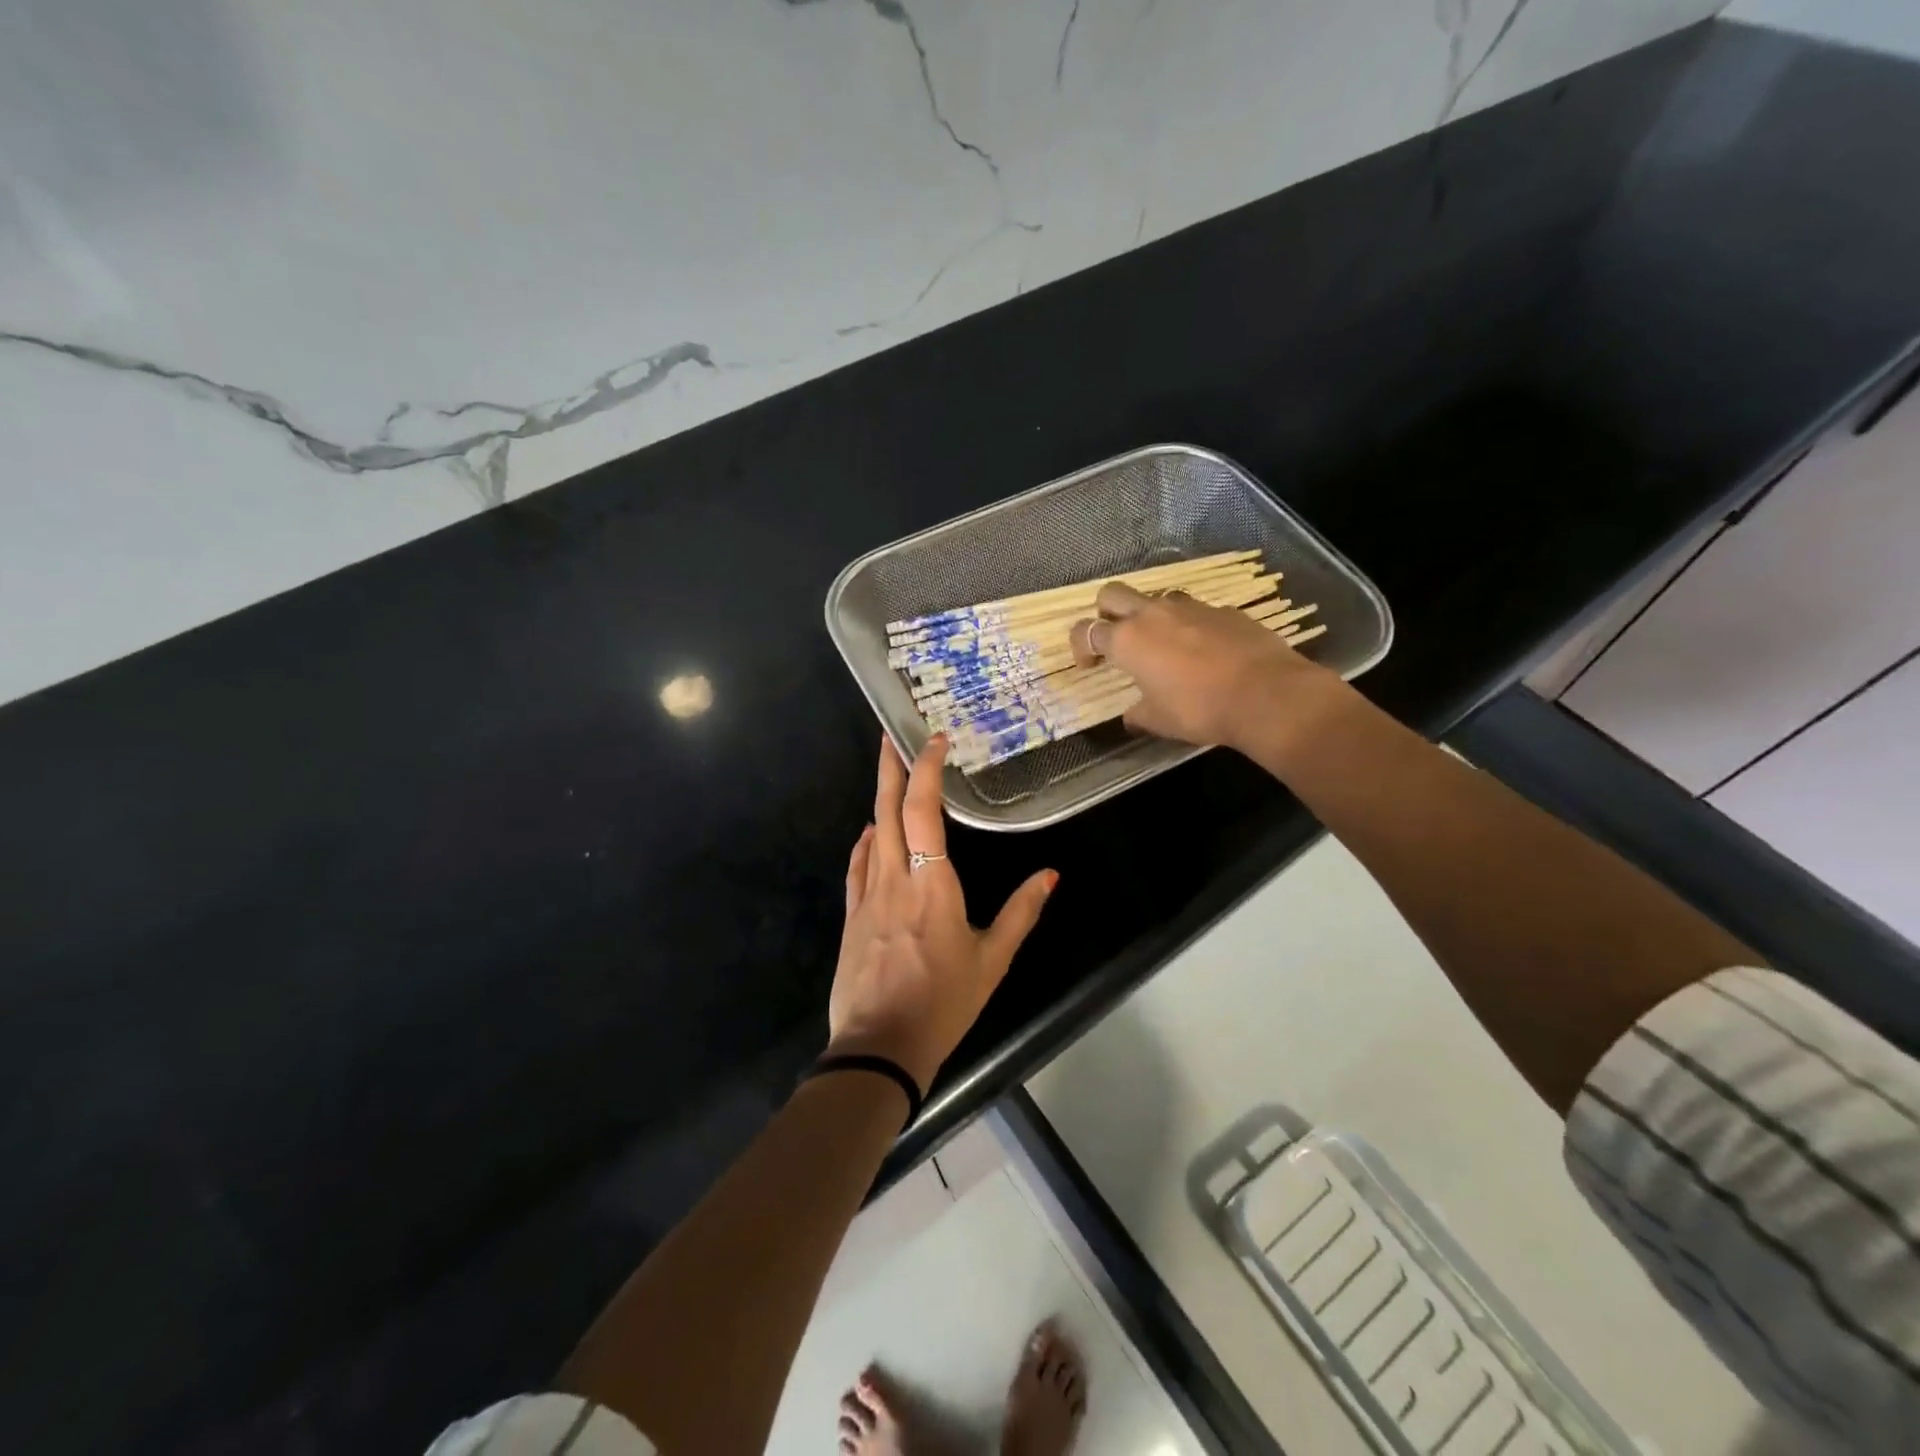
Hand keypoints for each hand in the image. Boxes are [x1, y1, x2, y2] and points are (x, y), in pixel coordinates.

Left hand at [828, 735, 1057, 1092]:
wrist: (879, 1047)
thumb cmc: (943, 1003)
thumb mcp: (992, 960)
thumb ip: (1022, 913)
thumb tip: (1050, 874)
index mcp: (932, 884)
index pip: (923, 811)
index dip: (927, 770)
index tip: (935, 740)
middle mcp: (895, 878)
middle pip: (886, 809)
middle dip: (889, 766)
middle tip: (891, 734)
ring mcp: (867, 895)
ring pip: (870, 832)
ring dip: (878, 797)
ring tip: (888, 773)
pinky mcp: (852, 916)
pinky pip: (858, 865)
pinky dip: (865, 841)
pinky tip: (870, 833)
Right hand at [1071, 581, 1338, 750]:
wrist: (1265, 694)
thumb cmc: (1199, 709)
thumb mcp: (1159, 721)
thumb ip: (1138, 715)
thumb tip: (1131, 717)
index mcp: (1127, 640)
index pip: (1086, 631)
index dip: (1080, 647)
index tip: (1090, 666)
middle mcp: (1153, 614)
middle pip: (1112, 593)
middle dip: (1106, 612)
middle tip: (1116, 639)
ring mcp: (1190, 607)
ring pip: (1156, 597)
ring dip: (1151, 616)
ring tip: (1163, 644)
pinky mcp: (1223, 610)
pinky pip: (1195, 611)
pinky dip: (1190, 626)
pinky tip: (1204, 651)